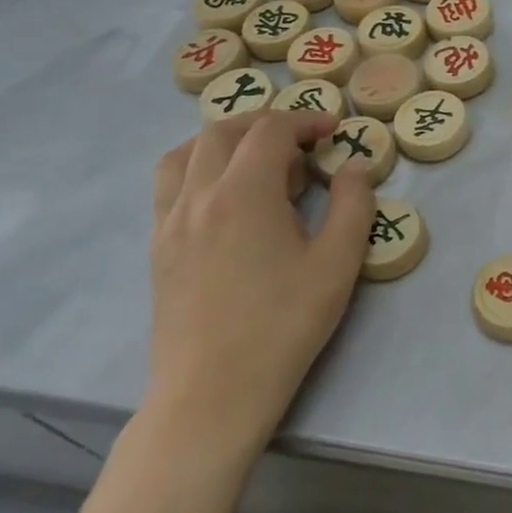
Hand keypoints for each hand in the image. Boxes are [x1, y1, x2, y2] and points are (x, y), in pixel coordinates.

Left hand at [146, 112, 375, 461]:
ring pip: (185, 153)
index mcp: (244, 193)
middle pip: (223, 131)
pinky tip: (224, 195)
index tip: (333, 131)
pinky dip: (197, 166)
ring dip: (224, 139)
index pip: (270, 130)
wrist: (213, 392)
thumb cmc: (284, 324)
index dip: (305, 120)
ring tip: (256, 156)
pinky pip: (169, 185)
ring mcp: (170, 222)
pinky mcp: (158, 248)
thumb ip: (352, 204)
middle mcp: (198, 196)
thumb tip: (353, 166)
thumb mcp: (338, 262)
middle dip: (266, 122)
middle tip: (302, 139)